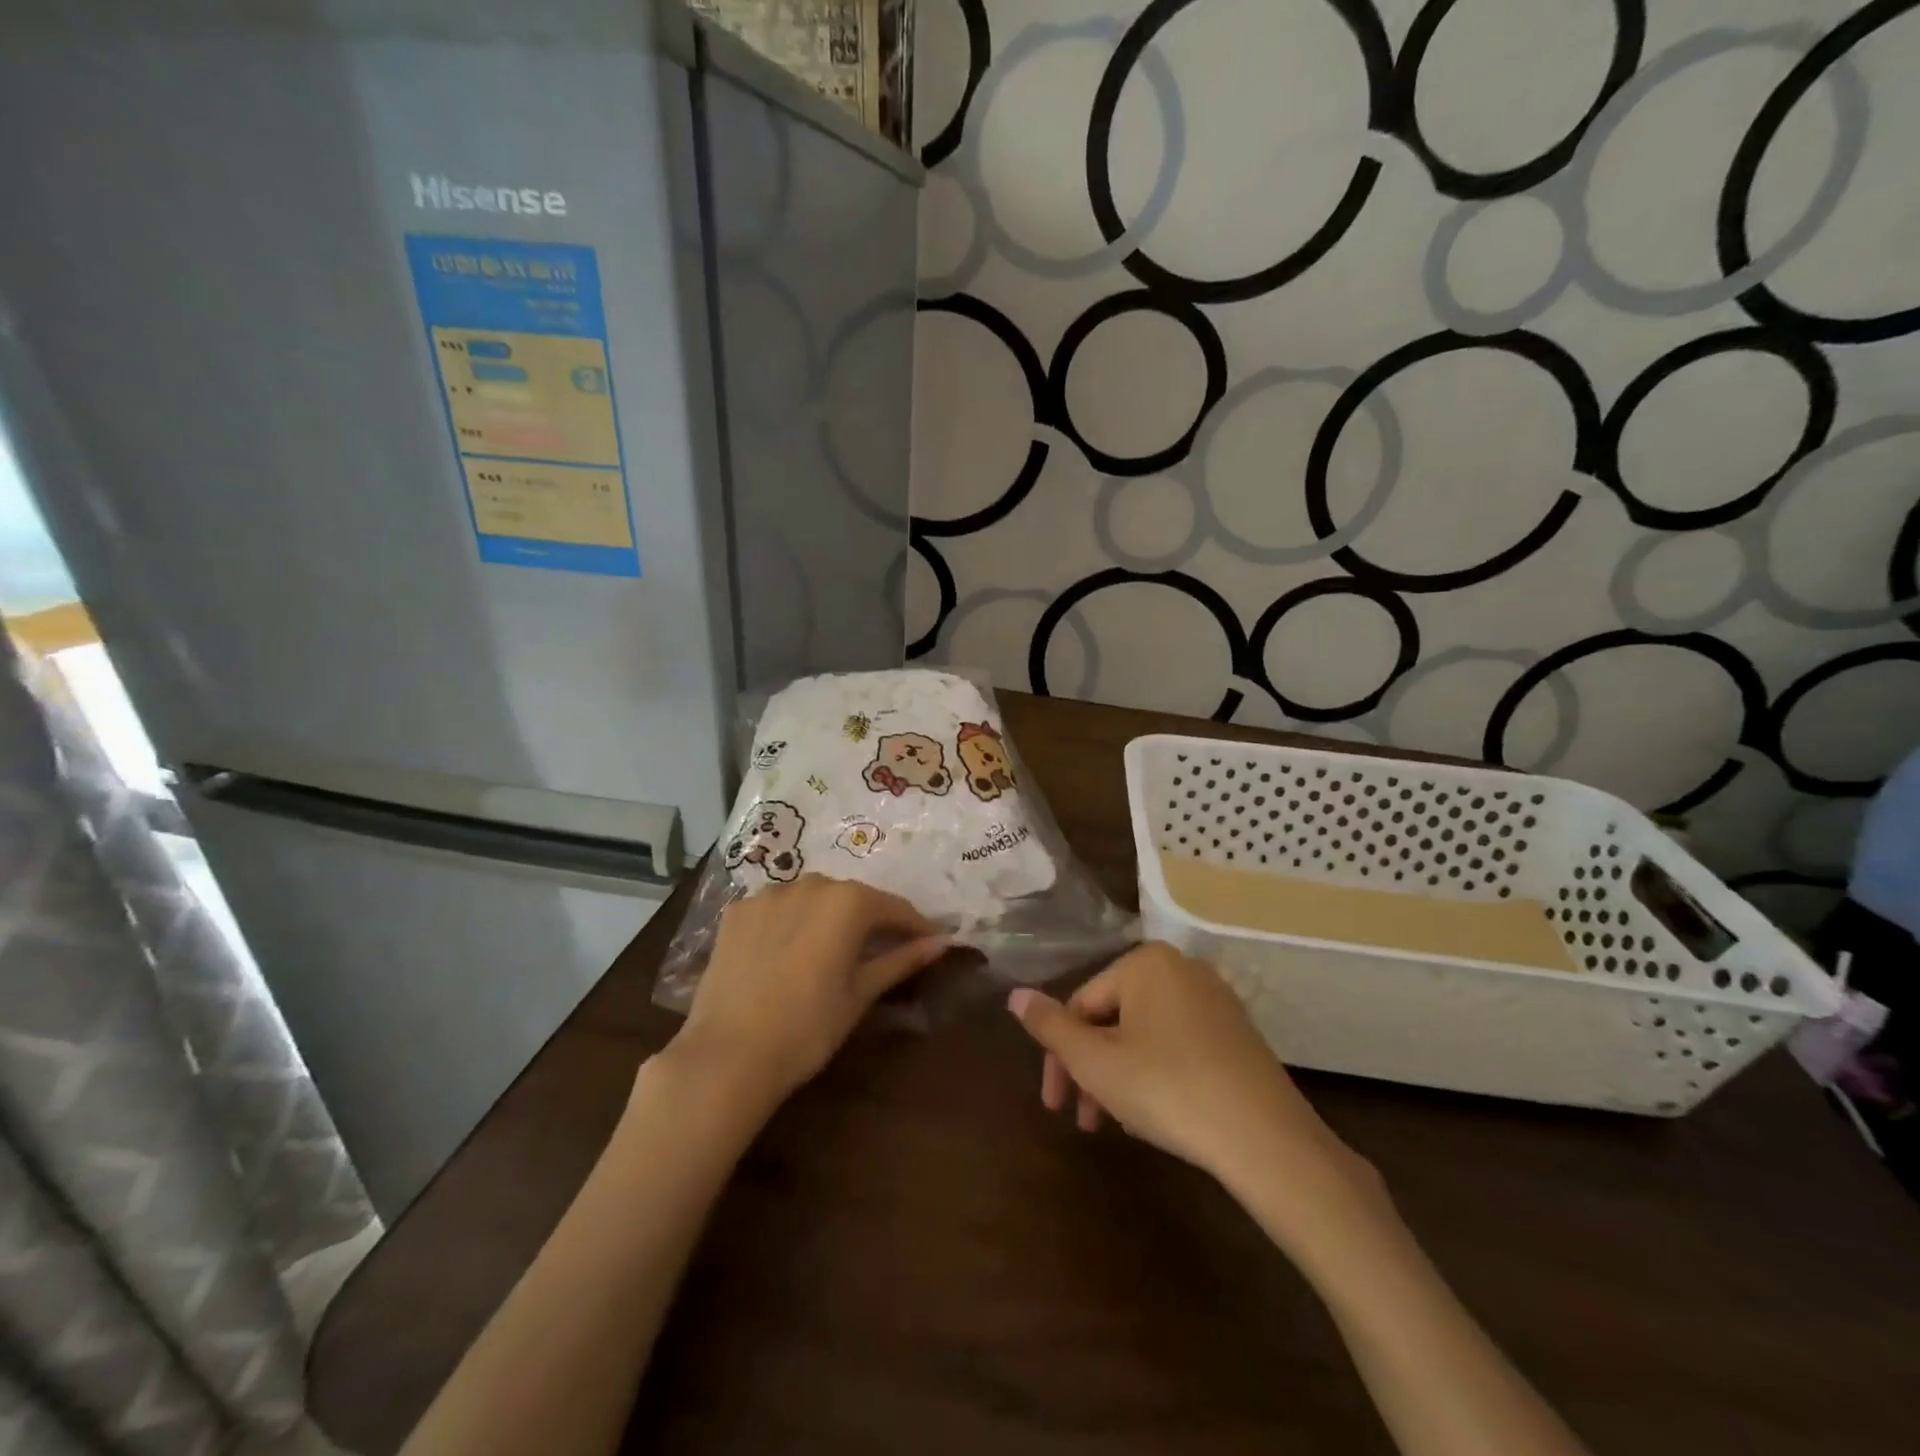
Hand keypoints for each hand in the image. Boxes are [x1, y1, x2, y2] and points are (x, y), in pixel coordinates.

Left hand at [668, 875, 947, 1109]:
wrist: (728, 1055)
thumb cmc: (808, 1028)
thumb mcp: (861, 993)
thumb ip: (902, 960)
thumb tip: (942, 941)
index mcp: (848, 901)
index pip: (894, 908)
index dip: (915, 927)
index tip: (931, 942)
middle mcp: (810, 884)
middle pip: (852, 898)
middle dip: (871, 920)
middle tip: (882, 950)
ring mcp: (768, 894)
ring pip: (812, 898)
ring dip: (828, 917)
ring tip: (832, 950)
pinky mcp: (736, 911)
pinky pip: (776, 909)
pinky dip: (789, 923)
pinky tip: (787, 952)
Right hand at [1007, 944, 1380, 1237]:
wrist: (1266, 1138)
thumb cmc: (1167, 1088)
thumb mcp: (1095, 1061)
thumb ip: (1050, 1026)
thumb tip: (1015, 995)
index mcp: (1145, 962)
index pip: (1082, 1005)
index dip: (1060, 1057)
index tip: (1056, 1106)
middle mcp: (1182, 968)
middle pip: (1114, 1019)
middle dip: (1092, 1070)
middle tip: (1084, 1121)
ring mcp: (1216, 1000)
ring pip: (1145, 1034)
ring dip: (1120, 1076)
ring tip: (1119, 1124)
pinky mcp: (1238, 1033)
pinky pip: (1178, 1044)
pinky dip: (1157, 1074)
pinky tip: (1159, 1114)